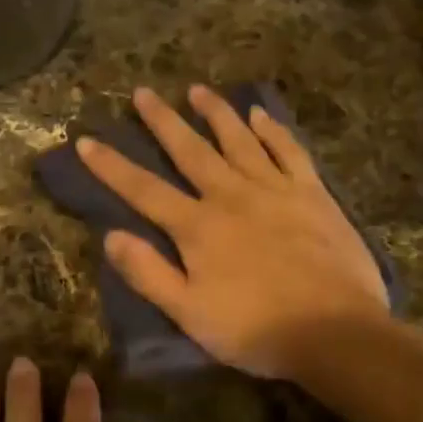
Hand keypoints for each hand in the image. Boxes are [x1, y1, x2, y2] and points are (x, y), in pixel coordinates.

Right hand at [78, 85, 387, 381]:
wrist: (336, 332)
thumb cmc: (256, 330)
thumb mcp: (190, 314)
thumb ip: (149, 274)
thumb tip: (110, 236)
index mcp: (198, 227)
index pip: (144, 190)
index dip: (112, 166)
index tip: (86, 140)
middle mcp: (231, 196)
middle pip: (190, 151)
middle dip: (163, 121)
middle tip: (143, 91)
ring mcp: (274, 190)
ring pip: (239, 140)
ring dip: (216, 113)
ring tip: (197, 89)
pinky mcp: (312, 194)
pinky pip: (288, 151)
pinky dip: (272, 130)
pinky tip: (260, 114)